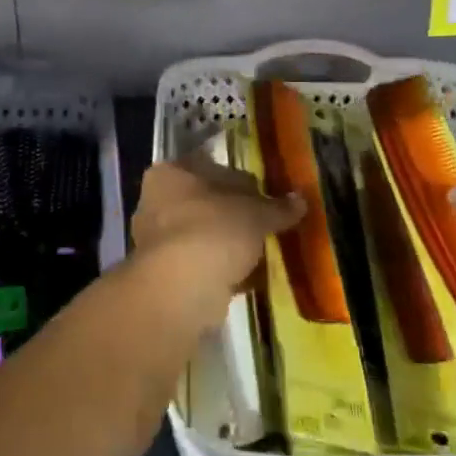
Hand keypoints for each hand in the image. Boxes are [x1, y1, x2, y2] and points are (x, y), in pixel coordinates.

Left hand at [128, 144, 304, 331]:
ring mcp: (157, 239)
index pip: (212, 166)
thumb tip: (300, 200)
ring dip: (230, 242)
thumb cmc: (213, 231)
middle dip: (236, 213)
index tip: (267, 195)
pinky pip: (202, 263)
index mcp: (170, 173)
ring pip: (204, 233)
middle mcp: (156, 201)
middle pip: (207, 201)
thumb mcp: (255, 214)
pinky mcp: (165, 273)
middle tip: (268, 224)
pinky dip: (223, 267)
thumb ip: (277, 207)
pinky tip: (249, 276)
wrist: (180, 289)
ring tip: (262, 251)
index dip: (243, 180)